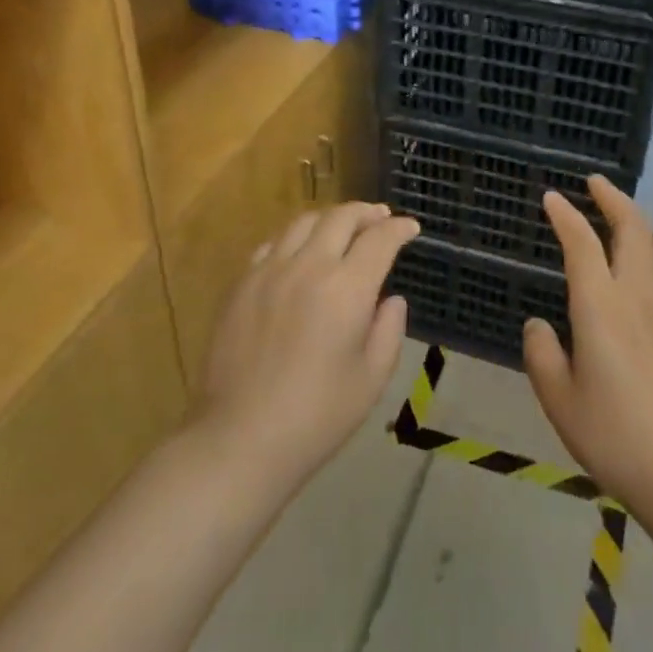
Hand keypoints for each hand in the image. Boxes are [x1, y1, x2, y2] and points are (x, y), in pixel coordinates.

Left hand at [194, 202, 418, 492]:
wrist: (241, 438)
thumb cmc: (317, 416)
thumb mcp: (372, 379)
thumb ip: (389, 330)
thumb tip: (391, 300)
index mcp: (347, 289)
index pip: (379, 240)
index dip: (399, 229)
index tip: (411, 228)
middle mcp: (308, 267)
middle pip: (341, 218)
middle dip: (367, 213)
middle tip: (381, 217)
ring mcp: (269, 272)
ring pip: (303, 223)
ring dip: (330, 219)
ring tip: (342, 228)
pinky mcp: (241, 285)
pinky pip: (271, 244)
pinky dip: (294, 238)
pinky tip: (299, 253)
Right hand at [523, 178, 652, 513]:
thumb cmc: (614, 437)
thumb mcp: (559, 401)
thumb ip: (541, 354)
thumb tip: (538, 324)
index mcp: (601, 309)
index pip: (582, 244)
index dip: (565, 215)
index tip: (552, 198)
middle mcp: (639, 295)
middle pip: (632, 228)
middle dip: (612, 198)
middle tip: (595, 184)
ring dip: (644, 220)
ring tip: (628, 218)